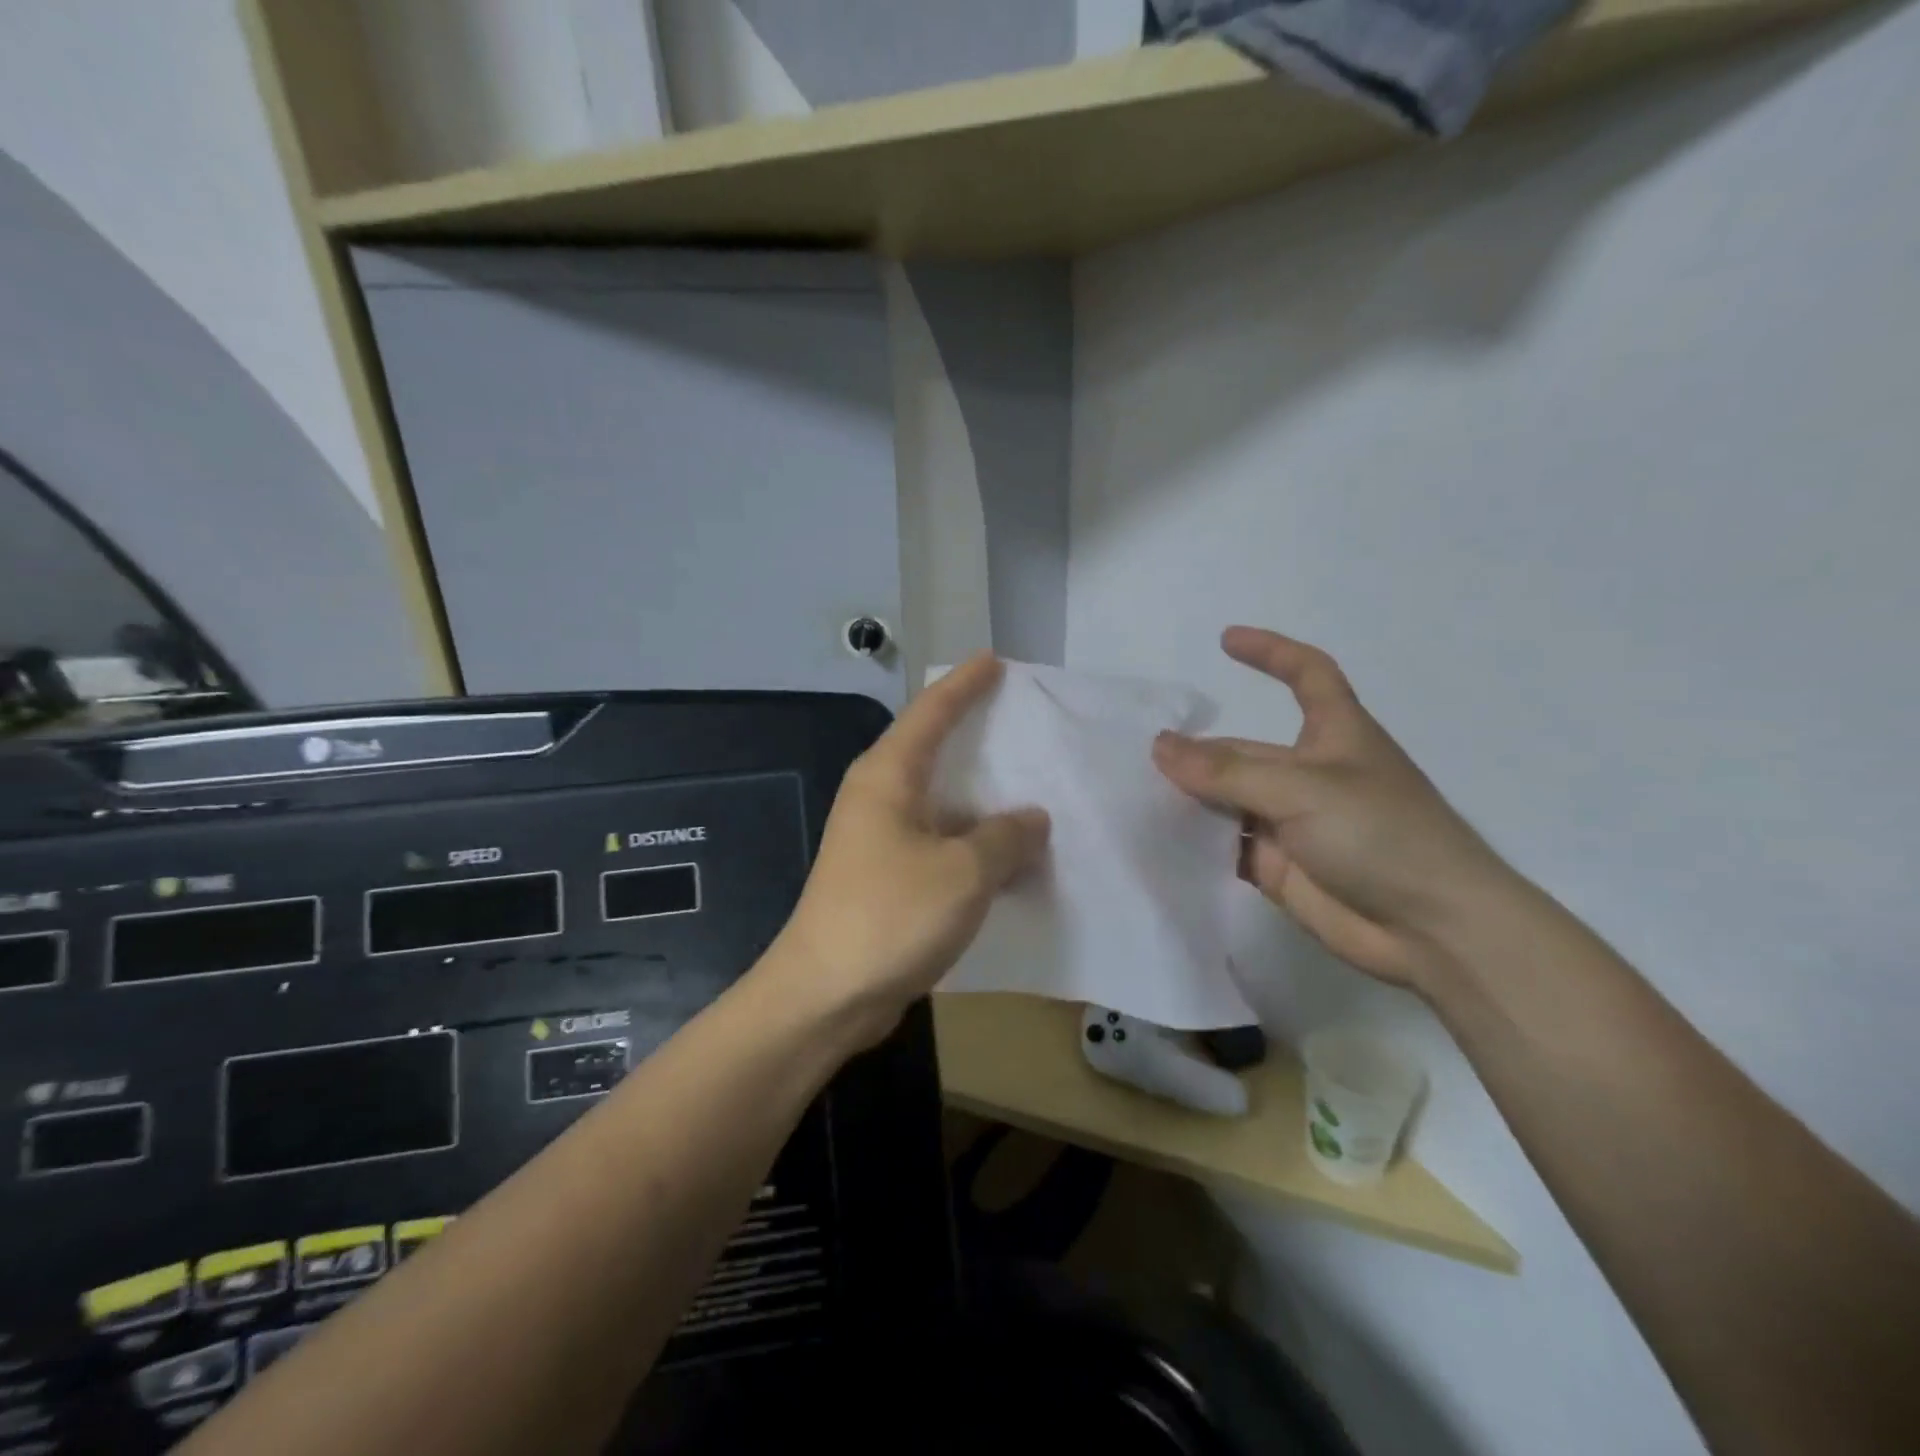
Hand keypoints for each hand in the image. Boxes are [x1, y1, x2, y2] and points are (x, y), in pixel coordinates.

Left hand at [769, 654, 1049, 1047]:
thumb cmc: (890, 917)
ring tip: (1035, 790)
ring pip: (942, 802)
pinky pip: (941, 843)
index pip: (930, 712)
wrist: (825, 996)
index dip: (964, 684)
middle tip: (1025, 722)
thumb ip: (1006, 838)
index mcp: (887, 776)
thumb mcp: (963, 872)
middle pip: (934, 750)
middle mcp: (879, 797)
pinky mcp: (887, 876)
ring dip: (983, 801)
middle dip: (978, 735)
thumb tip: (1031, 819)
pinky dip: (974, 843)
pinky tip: (1010, 855)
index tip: (993, 661)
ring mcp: (880, 839)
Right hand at [1152, 627, 1517, 991]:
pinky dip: (1196, 842)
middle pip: (1243, 750)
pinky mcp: (1279, 867)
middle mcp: (1310, 774)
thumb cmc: (1380, 835)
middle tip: (1139, 759)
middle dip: (1199, 751)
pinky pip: (1227, 845)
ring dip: (1190, 798)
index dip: (1271, 652)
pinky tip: (1157, 840)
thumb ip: (1227, 771)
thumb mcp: (1302, 789)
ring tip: (1134, 795)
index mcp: (1335, 735)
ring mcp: (1292, 823)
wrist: (1431, 931)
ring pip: (1229, 800)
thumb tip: (1160, 746)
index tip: (1226, 640)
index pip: (1306, 675)